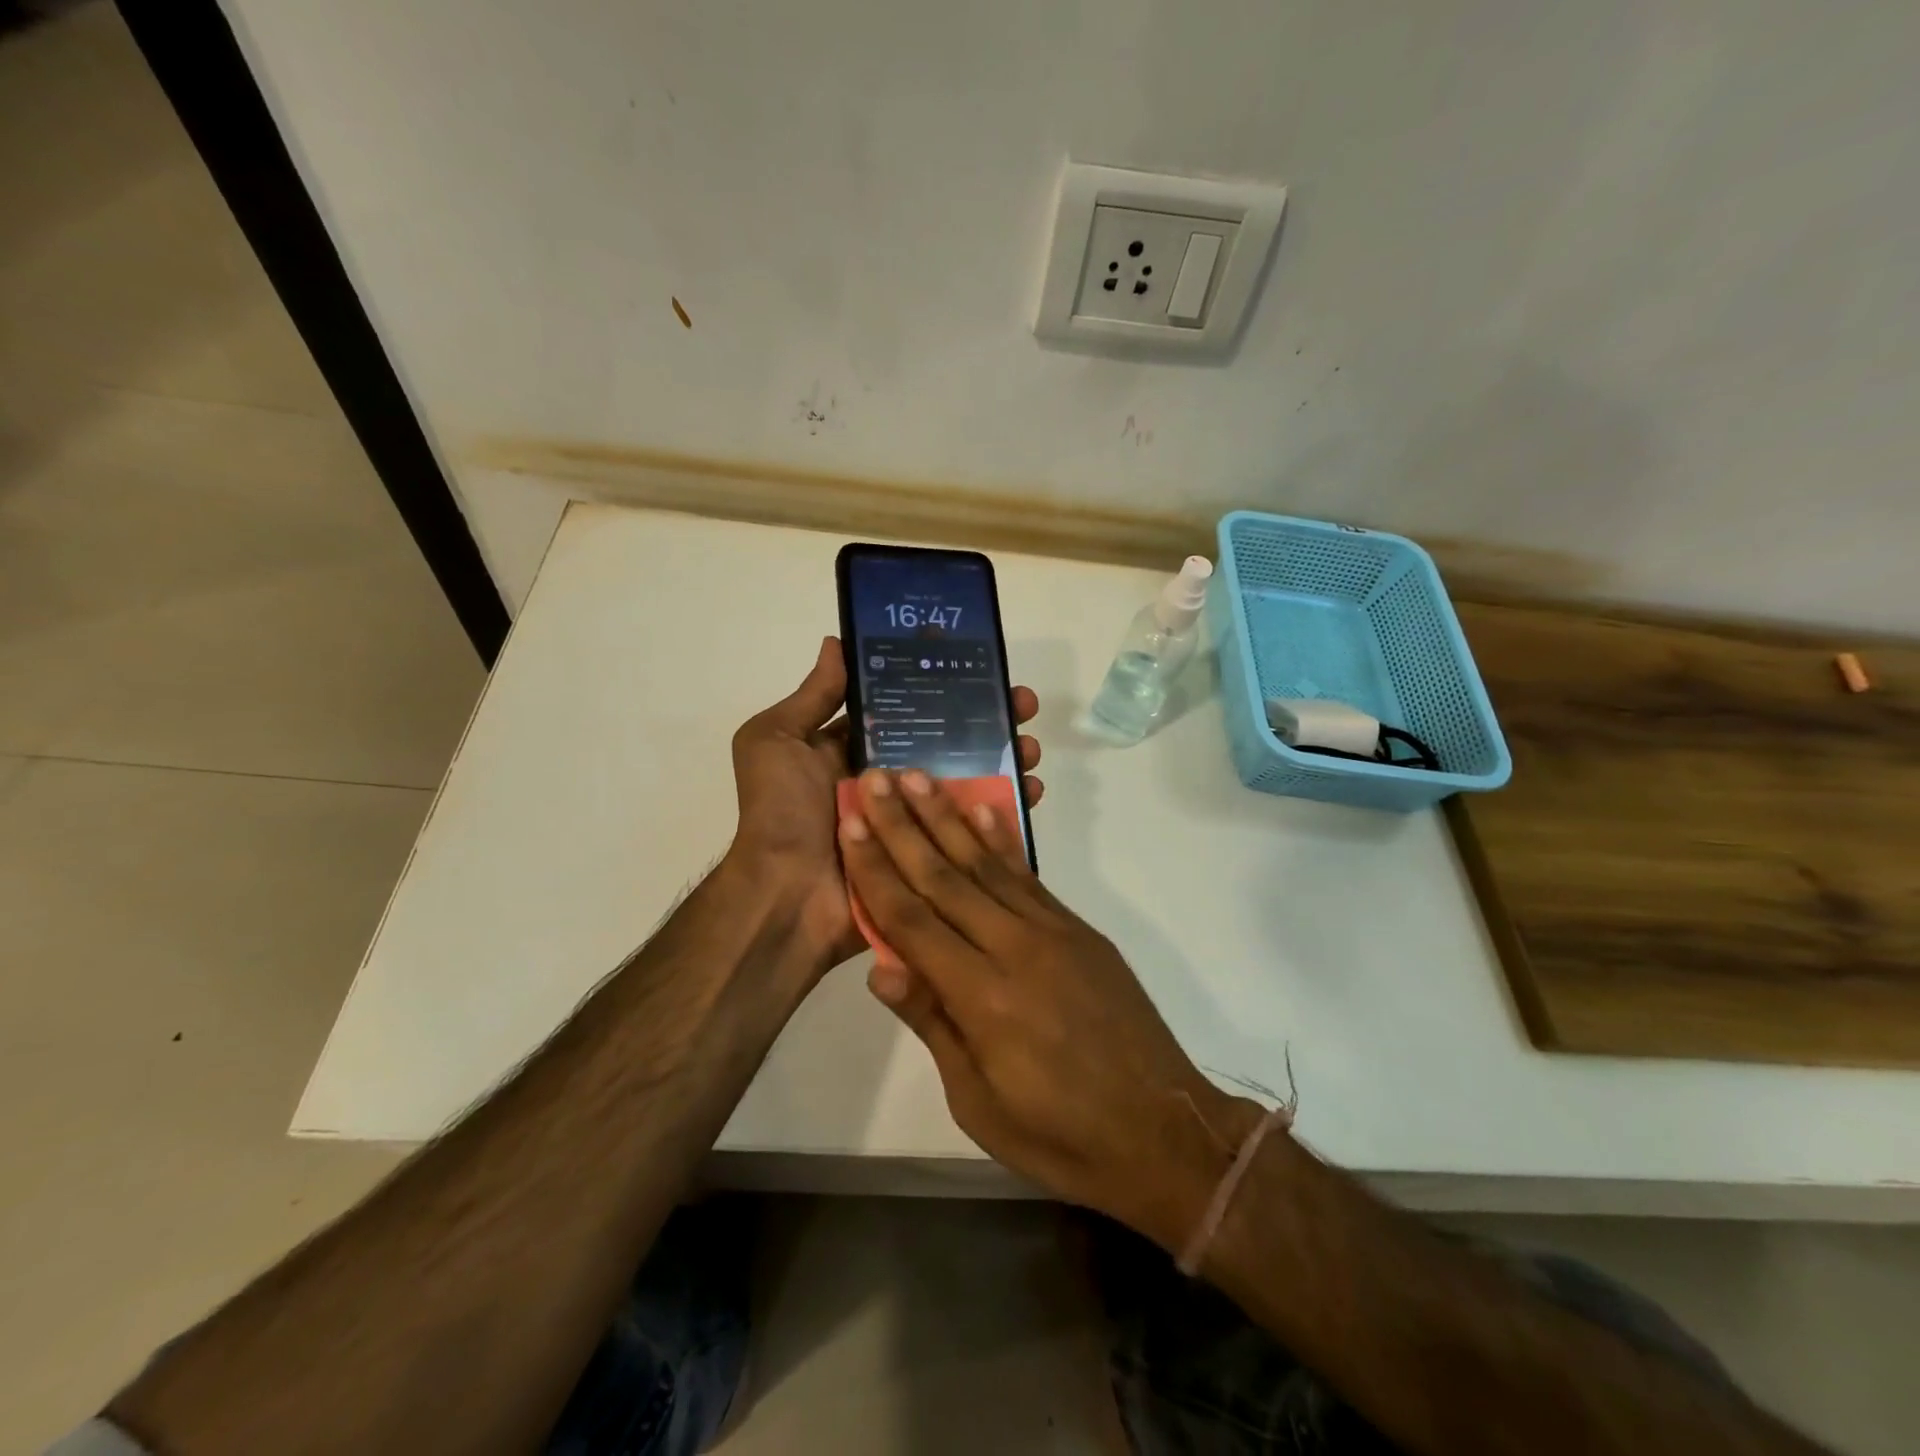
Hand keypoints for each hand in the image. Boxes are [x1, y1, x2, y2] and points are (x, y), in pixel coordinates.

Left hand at [727, 638, 1045, 973]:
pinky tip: (1031, 790)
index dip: (945, 689)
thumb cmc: (781, 813)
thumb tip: (837, 643)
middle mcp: (891, 781)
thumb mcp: (776, 741)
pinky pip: (975, 829)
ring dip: (1007, 760)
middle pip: (950, 743)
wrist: (787, 897)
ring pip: (971, 781)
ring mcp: (915, 820)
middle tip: (1022, 705)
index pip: (911, 711)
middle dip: (989, 721)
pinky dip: (1006, 810)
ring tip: (1031, 748)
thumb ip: (811, 697)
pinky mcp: (933, 855)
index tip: (983, 669)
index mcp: (858, 752)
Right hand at [836, 768, 1263, 1250]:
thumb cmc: (1060, 1134)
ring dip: (948, 817)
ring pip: (987, 863)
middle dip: (903, 825)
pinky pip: (1030, 876)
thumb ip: (933, 1023)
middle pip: (945, 877)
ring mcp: (1053, 932)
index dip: (876, 870)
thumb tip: (879, 968)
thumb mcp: (978, 1100)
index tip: (851, 823)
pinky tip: (984, 809)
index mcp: (982, 997)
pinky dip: (1003, 840)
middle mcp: (1015, 948)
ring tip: (919, 777)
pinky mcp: (1079, 929)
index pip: (912, 921)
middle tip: (874, 778)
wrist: (1162, 1131)